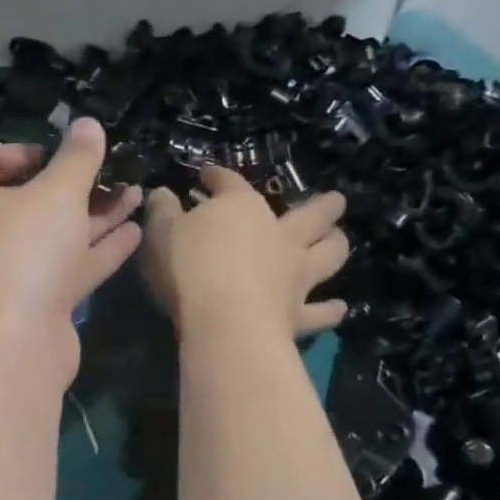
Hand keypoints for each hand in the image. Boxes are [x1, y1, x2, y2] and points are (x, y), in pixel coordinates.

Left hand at [0, 118, 143, 387]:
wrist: (11, 347)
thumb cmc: (22, 251)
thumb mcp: (55, 193)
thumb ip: (77, 158)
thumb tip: (87, 123)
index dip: (17, 152)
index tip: (55, 151)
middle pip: (26, 200)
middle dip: (72, 185)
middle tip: (111, 169)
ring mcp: (7, 272)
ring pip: (54, 235)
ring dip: (95, 215)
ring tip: (139, 193)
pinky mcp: (34, 303)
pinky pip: (68, 267)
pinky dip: (98, 249)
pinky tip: (135, 230)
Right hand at [142, 167, 347, 342]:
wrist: (225, 323)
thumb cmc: (189, 269)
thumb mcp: (160, 233)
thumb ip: (162, 211)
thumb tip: (162, 194)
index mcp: (242, 208)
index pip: (229, 182)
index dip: (217, 176)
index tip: (207, 176)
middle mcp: (279, 235)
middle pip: (311, 214)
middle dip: (323, 205)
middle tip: (334, 200)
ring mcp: (295, 274)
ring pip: (329, 253)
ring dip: (336, 244)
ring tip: (338, 239)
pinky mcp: (298, 314)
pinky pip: (321, 311)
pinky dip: (330, 309)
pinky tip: (338, 308)